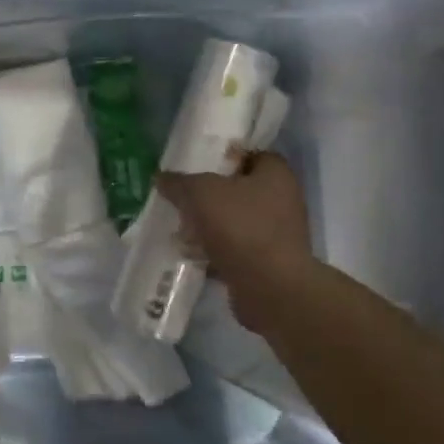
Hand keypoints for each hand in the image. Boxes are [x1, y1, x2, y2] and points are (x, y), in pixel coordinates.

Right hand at [158, 152, 315, 330]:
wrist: (270, 288)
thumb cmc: (241, 227)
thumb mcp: (200, 193)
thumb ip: (179, 182)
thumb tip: (161, 177)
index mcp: (276, 175)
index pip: (251, 154)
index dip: (224, 156)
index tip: (197, 163)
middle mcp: (282, 201)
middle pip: (239, 189)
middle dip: (209, 194)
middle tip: (181, 196)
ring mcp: (276, 235)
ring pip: (234, 221)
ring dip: (208, 224)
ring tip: (178, 227)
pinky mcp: (266, 263)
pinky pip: (234, 249)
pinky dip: (213, 250)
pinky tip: (188, 253)